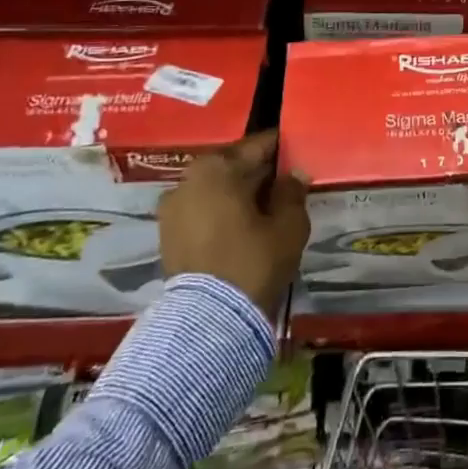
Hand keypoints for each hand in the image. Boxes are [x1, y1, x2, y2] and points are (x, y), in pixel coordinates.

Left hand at [159, 130, 308, 317]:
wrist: (210, 322)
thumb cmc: (253, 261)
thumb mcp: (288, 224)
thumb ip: (292, 191)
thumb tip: (293, 174)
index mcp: (217, 167)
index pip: (258, 146)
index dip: (282, 148)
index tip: (300, 151)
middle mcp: (188, 179)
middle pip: (233, 166)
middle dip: (259, 173)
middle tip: (286, 182)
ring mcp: (172, 209)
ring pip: (216, 190)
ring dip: (239, 194)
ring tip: (266, 208)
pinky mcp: (167, 236)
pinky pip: (202, 211)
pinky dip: (222, 213)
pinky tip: (244, 227)